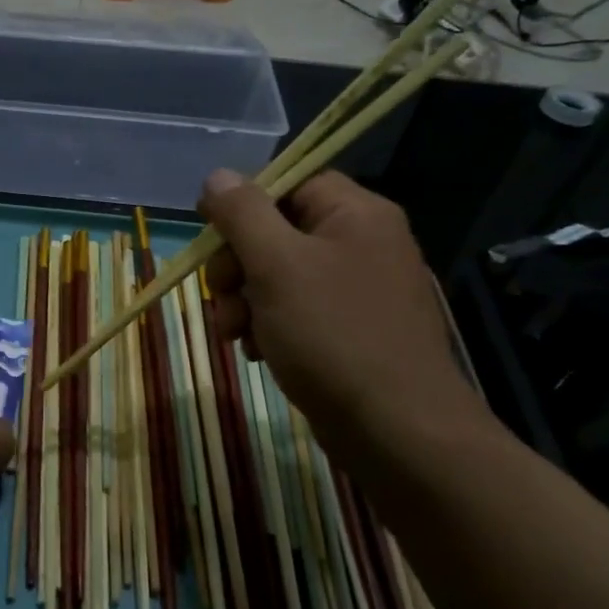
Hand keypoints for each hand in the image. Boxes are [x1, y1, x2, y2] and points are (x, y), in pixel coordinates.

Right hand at [200, 169, 492, 461]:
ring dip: (245, 300)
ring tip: (234, 334)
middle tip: (220, 295)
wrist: (398, 431)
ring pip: (281, 275)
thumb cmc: (333, 335)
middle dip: (238, 264)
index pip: (290, 183)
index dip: (245, 203)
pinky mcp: (353, 331)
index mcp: (356, 214)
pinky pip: (298, 311)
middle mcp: (364, 244)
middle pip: (279, 231)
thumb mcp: (276, 265)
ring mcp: (360, 290)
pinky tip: (256, 352)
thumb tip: (218, 176)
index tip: (209, 233)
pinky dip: (269, 325)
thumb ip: (243, 214)